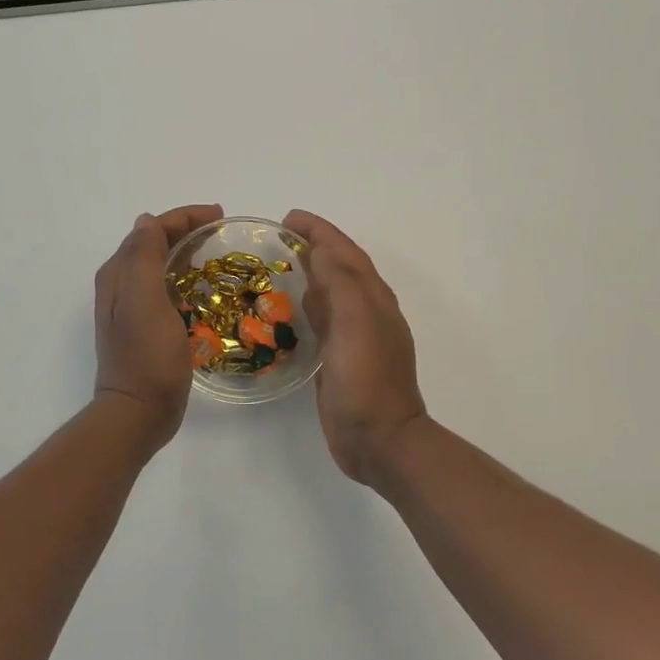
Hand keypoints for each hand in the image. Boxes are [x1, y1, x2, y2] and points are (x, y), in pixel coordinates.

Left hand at [93, 204, 224, 446]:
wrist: (138, 413)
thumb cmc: (146, 356)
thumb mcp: (144, 301)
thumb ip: (144, 257)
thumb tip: (148, 221)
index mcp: (119, 274)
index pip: (152, 229)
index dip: (184, 217)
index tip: (220, 217)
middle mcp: (121, 285)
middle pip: (155, 243)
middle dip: (187, 230)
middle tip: (222, 232)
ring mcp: (132, 308)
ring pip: (161, 265)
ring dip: (186, 253)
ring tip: (216, 253)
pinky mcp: (146, 327)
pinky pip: (167, 289)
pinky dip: (186, 279)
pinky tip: (204, 289)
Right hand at [282, 211, 427, 483]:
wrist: (379, 441)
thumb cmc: (367, 380)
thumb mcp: (356, 323)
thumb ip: (342, 283)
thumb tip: (323, 250)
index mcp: (373, 299)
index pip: (345, 252)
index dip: (320, 231)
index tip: (289, 218)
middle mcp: (367, 313)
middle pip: (340, 268)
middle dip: (315, 247)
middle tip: (280, 238)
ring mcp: (355, 338)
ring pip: (332, 294)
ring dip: (311, 274)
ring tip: (282, 266)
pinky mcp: (340, 360)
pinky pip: (323, 321)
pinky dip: (308, 306)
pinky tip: (291, 312)